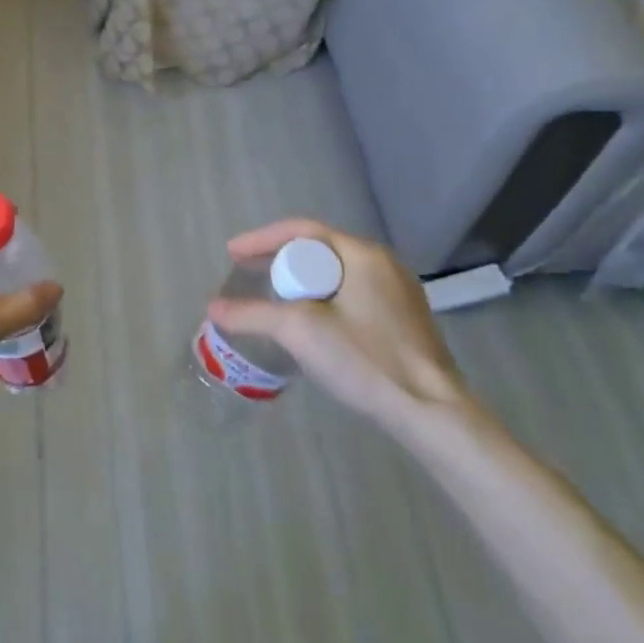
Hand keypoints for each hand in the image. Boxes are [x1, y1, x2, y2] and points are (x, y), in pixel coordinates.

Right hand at [206, 219, 467, 433]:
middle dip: (279, 258)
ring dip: (300, 279)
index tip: (232, 253)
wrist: (432, 411)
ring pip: (335, 272)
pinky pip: (351, 292)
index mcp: (362, 254)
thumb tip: (212, 308)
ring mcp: (397, 291)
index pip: (301, 231)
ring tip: (272, 295)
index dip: (261, 239)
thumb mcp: (299, 331)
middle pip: (319, 249)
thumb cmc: (365, 359)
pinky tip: (309, 319)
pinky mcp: (403, 318)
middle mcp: (383, 263)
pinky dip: (322, 296)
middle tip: (248, 272)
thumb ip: (252, 314)